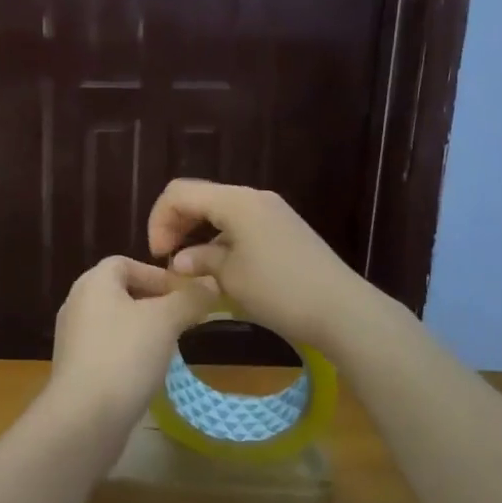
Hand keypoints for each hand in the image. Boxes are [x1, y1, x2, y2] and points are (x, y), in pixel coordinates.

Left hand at [49, 256, 219, 421]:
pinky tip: (148, 371)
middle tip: (183, 319)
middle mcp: (77, 304)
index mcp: (93, 283)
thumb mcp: (166, 320)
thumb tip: (211, 283)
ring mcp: (73, 339)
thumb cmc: (125, 356)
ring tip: (171, 345)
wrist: (85, 418)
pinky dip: (130, 353)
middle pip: (121, 292)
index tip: (185, 294)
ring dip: (144, 329)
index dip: (157, 274)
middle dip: (155, 302)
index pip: (125, 262)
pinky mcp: (76, 369)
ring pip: (116, 322)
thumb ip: (190, 298)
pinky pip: (108, 349)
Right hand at [146, 180, 368, 351]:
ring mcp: (273, 211)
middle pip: (201, 198)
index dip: (160, 220)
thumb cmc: (279, 291)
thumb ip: (200, 260)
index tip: (159, 256)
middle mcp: (254, 197)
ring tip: (194, 270)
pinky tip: (223, 270)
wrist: (341, 309)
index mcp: (236, 201)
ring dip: (200, 235)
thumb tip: (181, 259)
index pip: (180, 193)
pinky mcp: (285, 229)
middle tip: (170, 261)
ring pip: (222, 212)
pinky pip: (242, 224)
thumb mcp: (231, 278)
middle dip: (178, 225)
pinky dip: (223, 240)